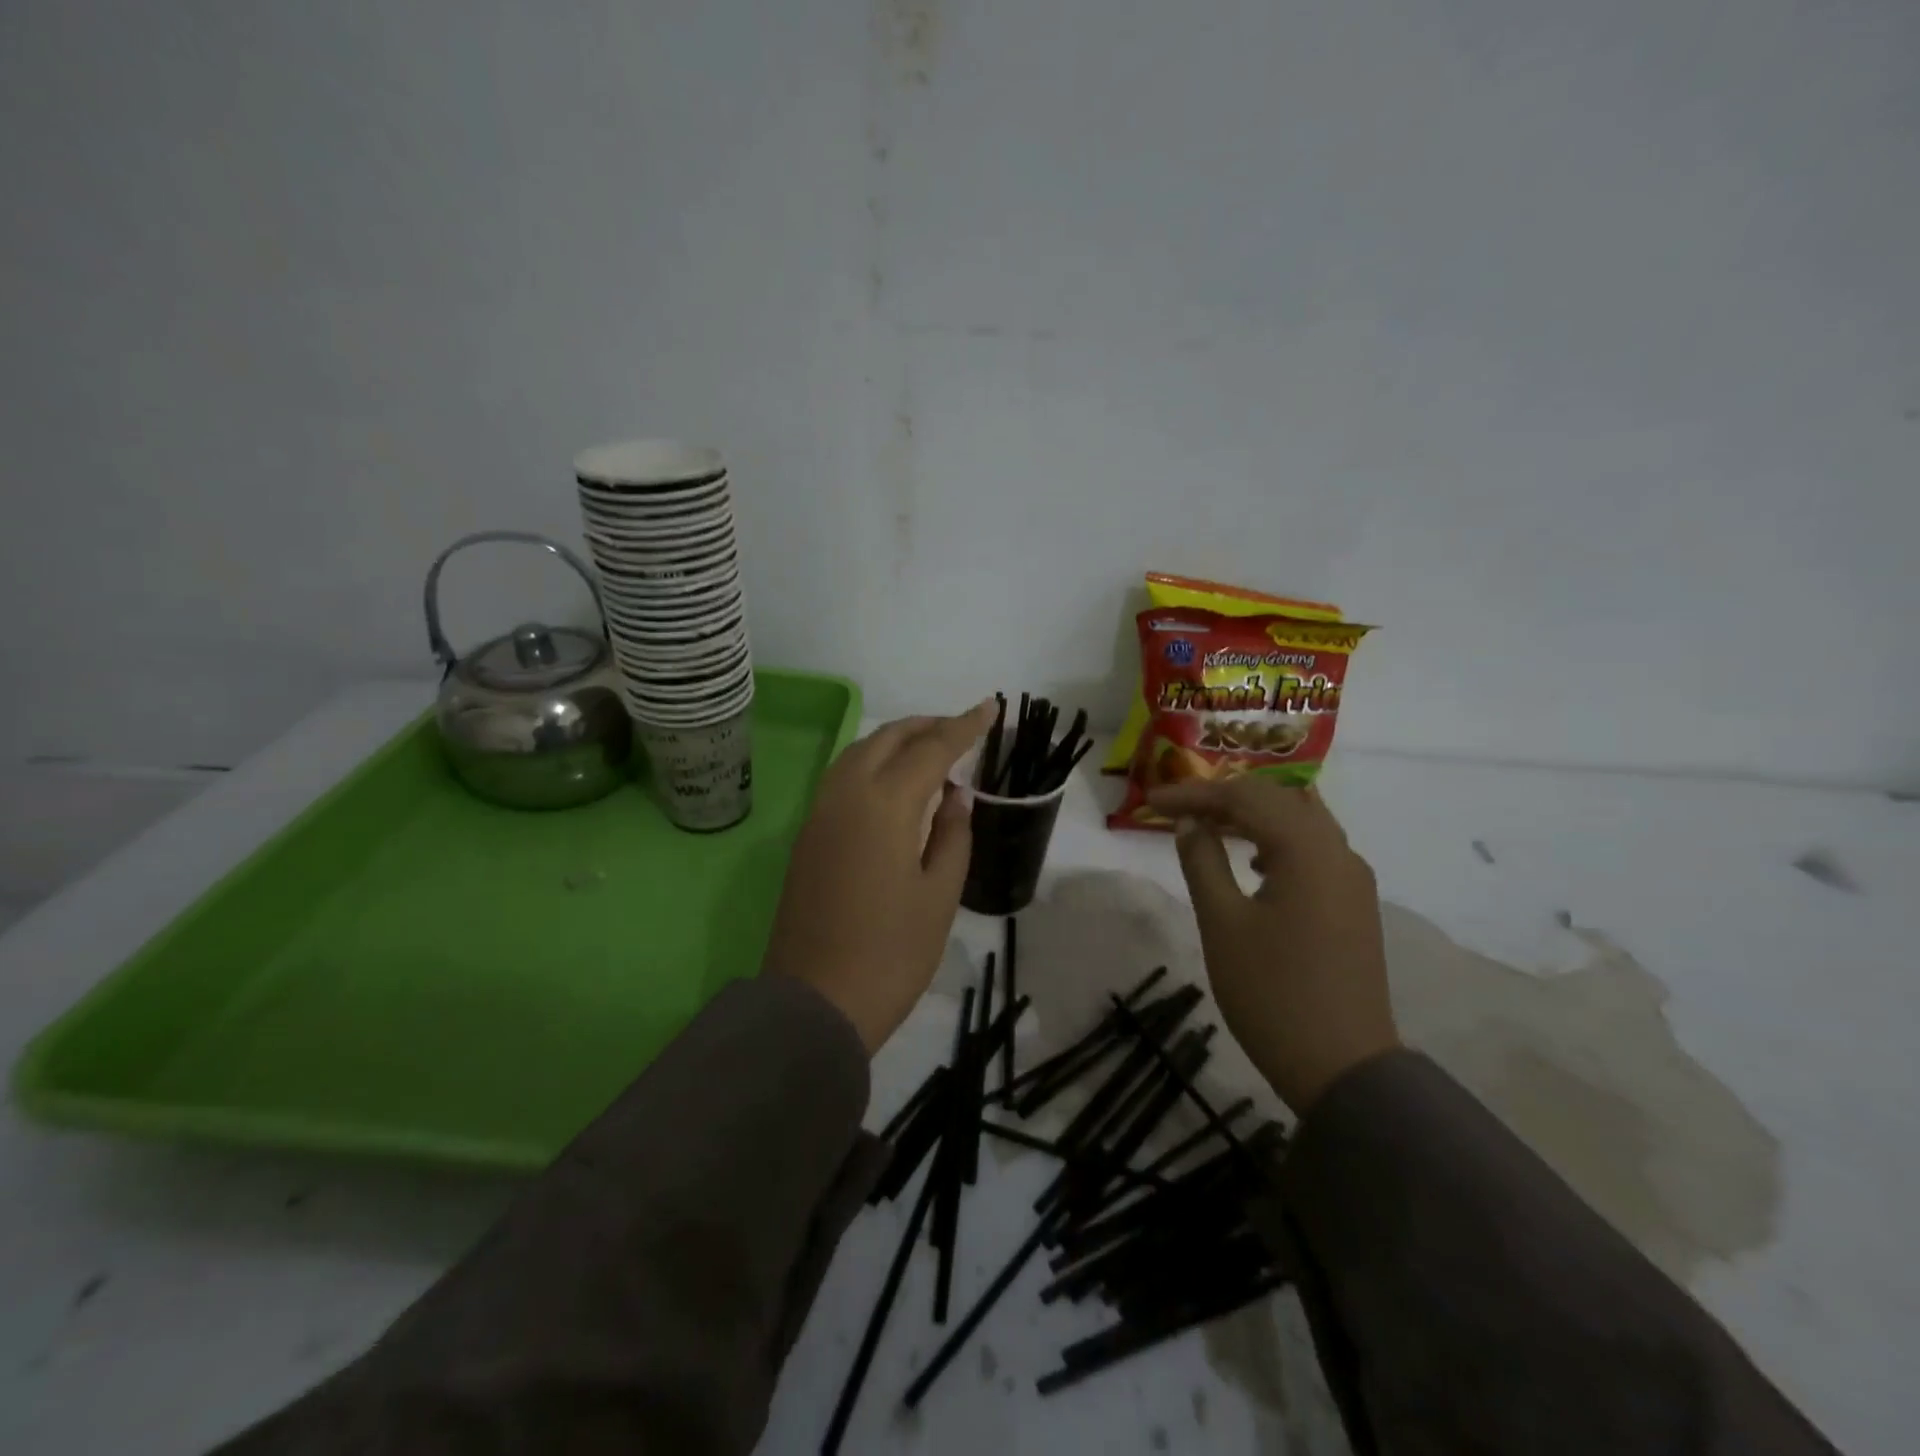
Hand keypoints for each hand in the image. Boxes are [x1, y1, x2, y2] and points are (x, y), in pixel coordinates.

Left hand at [763, 702, 995, 1053]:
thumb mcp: (940, 895)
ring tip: (930, 751)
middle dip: (927, 726)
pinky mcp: (807, 835)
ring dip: (896, 741)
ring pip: (859, 753)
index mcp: (885, 805)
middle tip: (961, 730)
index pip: (931, 749)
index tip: (990, 707)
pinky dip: (873, 763)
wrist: (815, 1003)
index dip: (964, 726)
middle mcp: (846, 795)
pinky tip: (894, 784)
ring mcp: (820, 814)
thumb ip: (952, 834)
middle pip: (888, 739)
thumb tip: (953, 796)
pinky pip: (843, 777)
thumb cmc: (891, 954)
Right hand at [1149, 776, 1398, 1113]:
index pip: (1245, 798)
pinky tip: (1254, 863)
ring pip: (1301, 821)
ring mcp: (1353, 878)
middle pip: (1278, 799)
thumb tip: (1191, 823)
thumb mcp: (1222, 923)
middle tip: (1176, 810)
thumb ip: (1202, 861)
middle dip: (1224, 797)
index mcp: (1307, 850)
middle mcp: (1338, 852)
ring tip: (1210, 825)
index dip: (1194, 794)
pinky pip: (1314, 849)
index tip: (1151, 802)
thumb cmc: (1271, 992)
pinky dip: (1279, 839)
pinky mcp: (1354, 904)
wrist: (1342, 1068)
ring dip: (1254, 815)